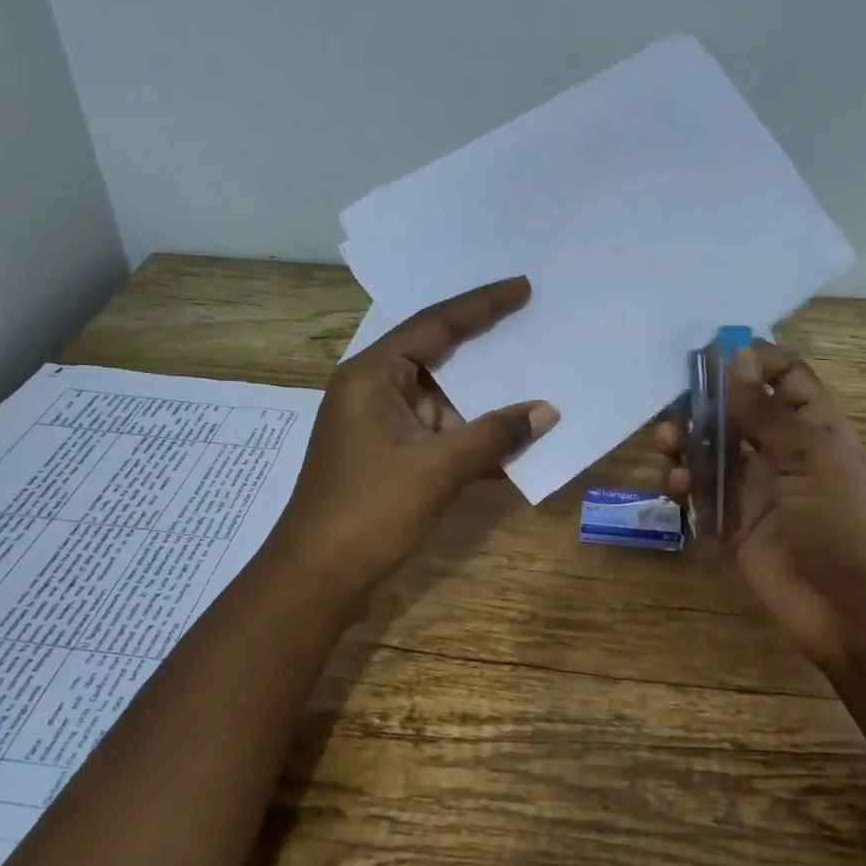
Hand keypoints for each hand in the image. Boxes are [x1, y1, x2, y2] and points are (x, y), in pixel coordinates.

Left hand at [275, 276, 558, 598]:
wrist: (318, 578)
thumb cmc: (369, 511)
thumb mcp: (436, 468)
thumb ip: (494, 436)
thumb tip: (547, 411)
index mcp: (372, 375)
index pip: (434, 325)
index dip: (482, 305)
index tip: (522, 287)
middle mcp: (375, 390)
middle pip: (439, 355)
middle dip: (486, 344)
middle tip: (533, 319)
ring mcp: (384, 425)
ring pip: (445, 399)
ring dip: (486, 397)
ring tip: (538, 372)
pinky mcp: (393, 456)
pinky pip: (442, 433)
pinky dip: (474, 434)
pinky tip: (515, 434)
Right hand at [657, 341, 865, 669]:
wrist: (854, 611)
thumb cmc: (845, 523)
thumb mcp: (810, 458)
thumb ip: (765, 412)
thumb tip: (736, 359)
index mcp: (815, 430)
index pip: (786, 380)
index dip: (755, 362)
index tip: (715, 352)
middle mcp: (781, 455)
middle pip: (737, 414)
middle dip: (705, 404)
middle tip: (677, 404)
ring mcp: (754, 491)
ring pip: (710, 452)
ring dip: (686, 442)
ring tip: (667, 443)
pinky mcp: (731, 525)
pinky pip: (699, 495)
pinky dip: (683, 484)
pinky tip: (676, 484)